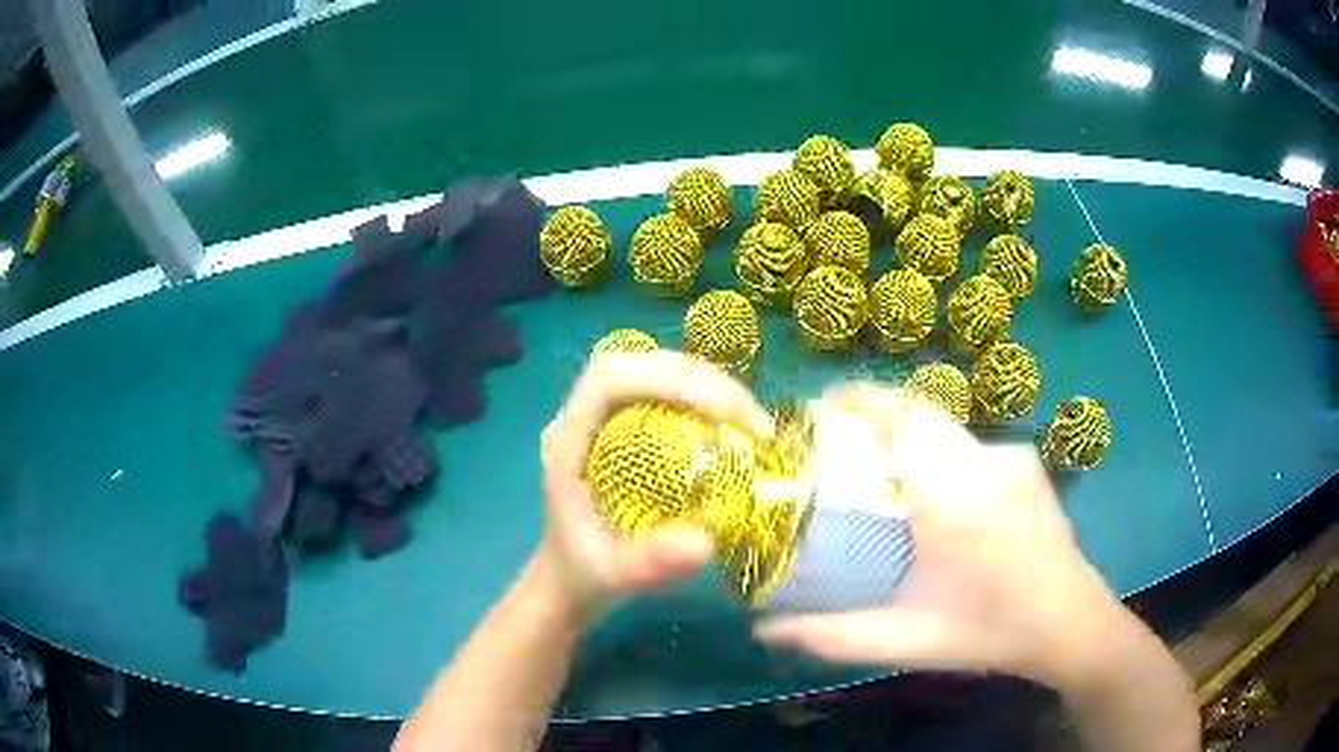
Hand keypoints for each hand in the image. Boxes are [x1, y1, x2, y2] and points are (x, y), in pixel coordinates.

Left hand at [537, 350, 773, 617]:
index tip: (722, 412)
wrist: (569, 579)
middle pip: (639, 362)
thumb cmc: (582, 573)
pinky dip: (707, 399)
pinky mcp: (627, 426)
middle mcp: (584, 417)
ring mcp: (605, 417)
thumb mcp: (613, 574)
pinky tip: (734, 427)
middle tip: (752, 420)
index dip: (666, 378)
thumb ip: (649, 561)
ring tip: (751, 421)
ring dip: (709, 385)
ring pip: (656, 369)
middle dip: (701, 380)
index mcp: (568, 440)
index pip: (609, 377)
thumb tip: (706, 542)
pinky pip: (668, 392)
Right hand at [756, 383, 1125, 688]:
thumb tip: (765, 628)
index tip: (816, 408)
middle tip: (833, 435)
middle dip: (871, 410)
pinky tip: (930, 490)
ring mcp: (1011, 455)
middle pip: (918, 409)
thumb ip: (831, 634)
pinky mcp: (1026, 460)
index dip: (855, 400)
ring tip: (874, 462)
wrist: (1069, 623)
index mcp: (955, 496)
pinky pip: (968, 441)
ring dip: (904, 431)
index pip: (900, 418)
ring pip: (943, 425)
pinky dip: (937, 449)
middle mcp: (985, 459)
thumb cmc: (988, 633)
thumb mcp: (905, 639)